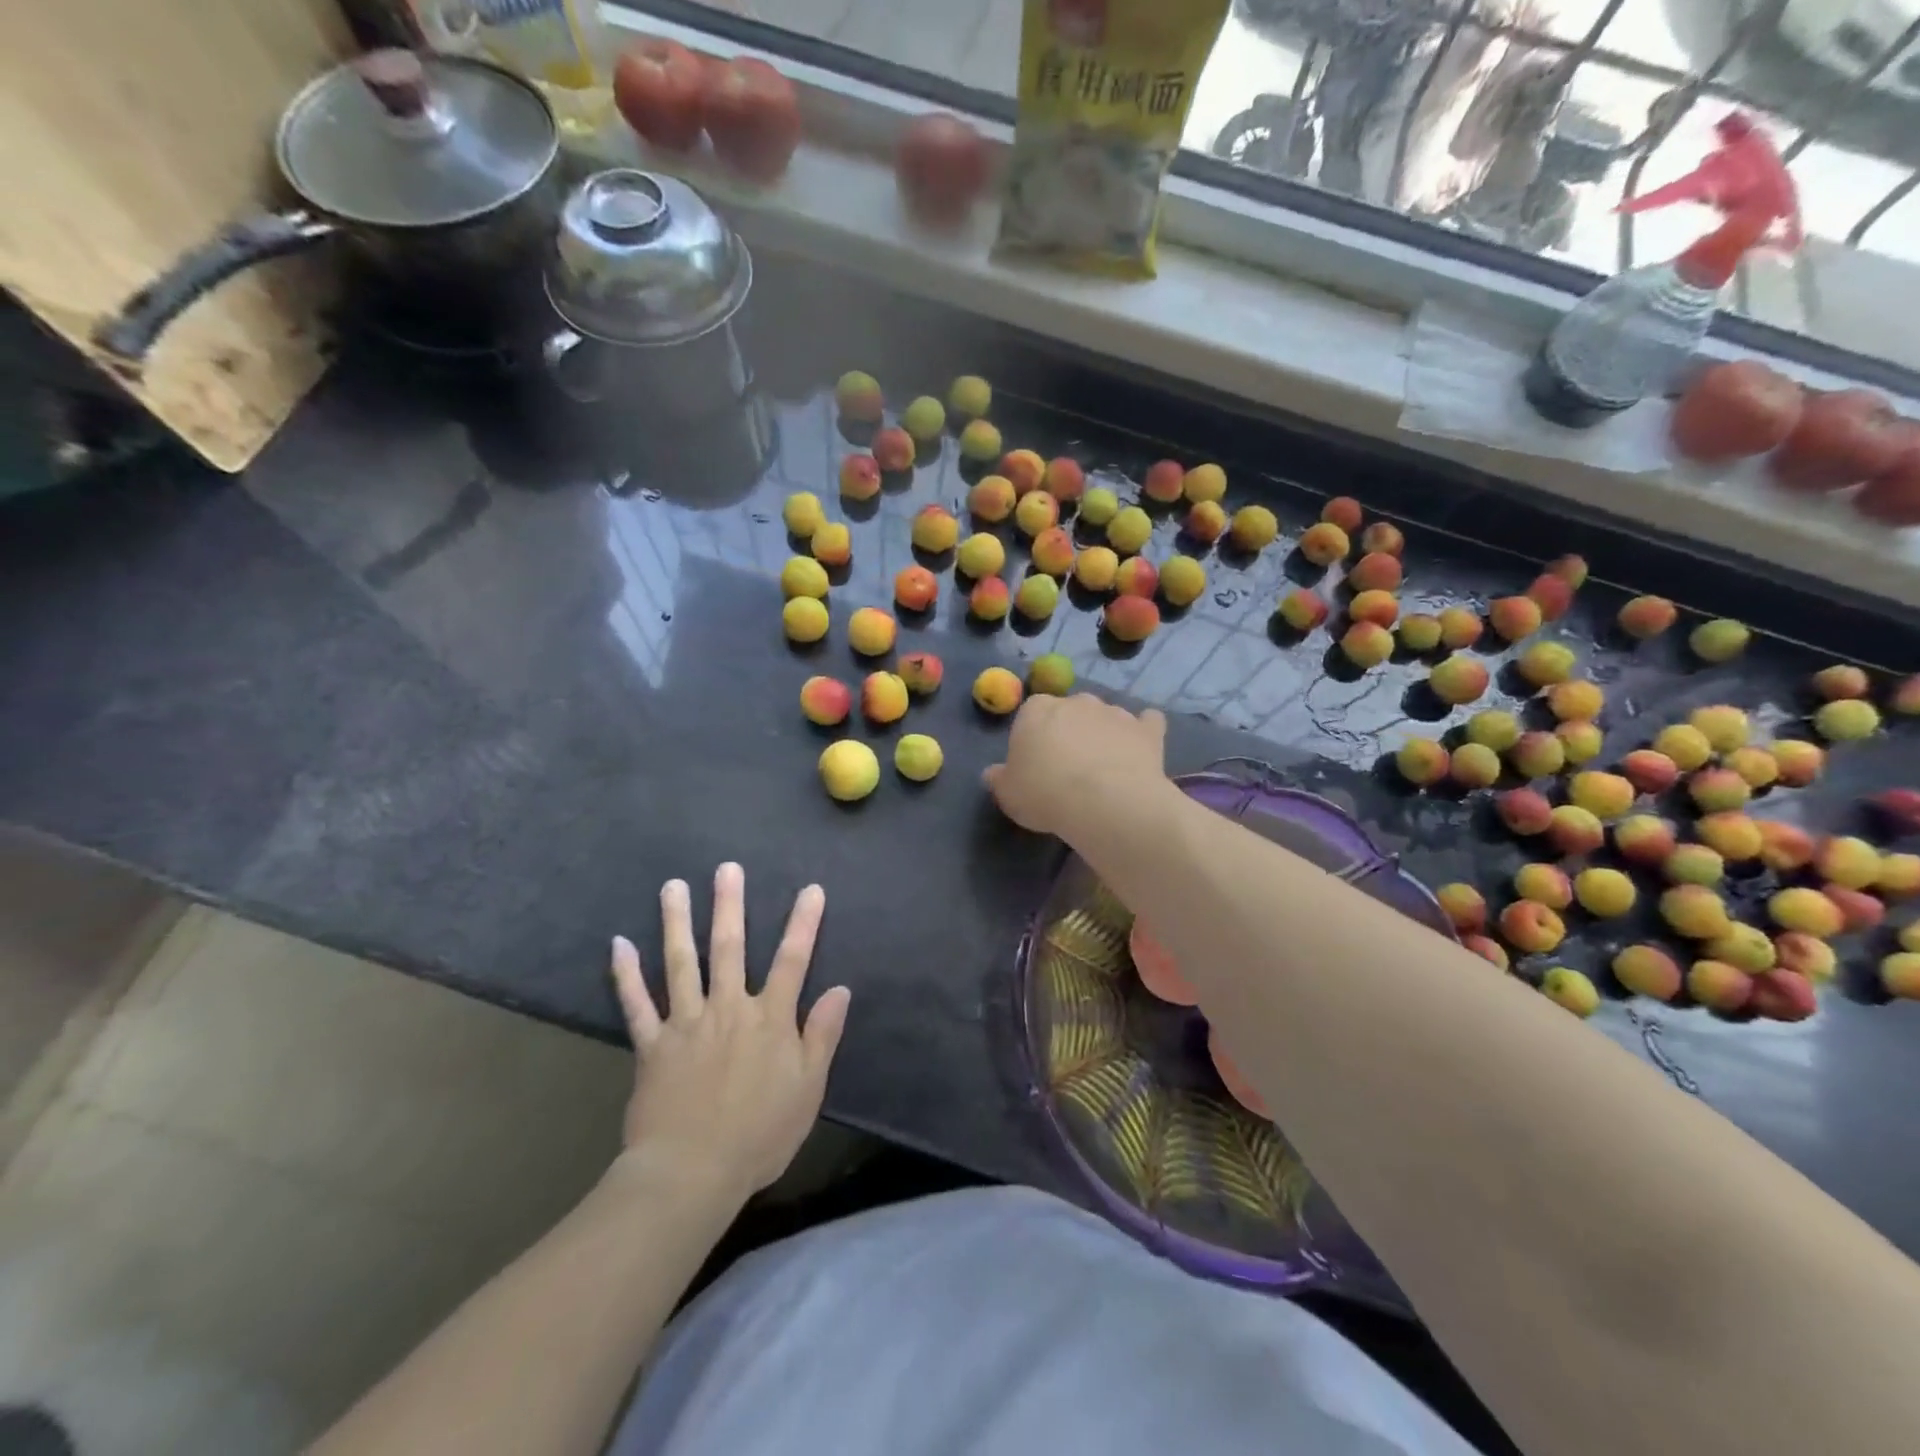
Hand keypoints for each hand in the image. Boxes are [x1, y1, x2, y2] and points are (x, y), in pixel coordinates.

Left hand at [609, 864, 849, 1199]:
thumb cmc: (760, 1133)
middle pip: (729, 948)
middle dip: (729, 905)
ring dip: (677, 922)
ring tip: (673, 886)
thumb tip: (840, 989)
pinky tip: (618, 944)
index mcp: (769, 1019)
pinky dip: (626, 975)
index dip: (803, 924)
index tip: (811, 889)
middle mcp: (728, 1009)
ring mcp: (686, 1024)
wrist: (692, 1173)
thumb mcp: (808, 1088)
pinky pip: (636, 1004)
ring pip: (681, 963)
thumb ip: (822, 1035)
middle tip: (726, 868)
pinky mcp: (652, 1045)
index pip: (792, 961)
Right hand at [983, 694, 1169, 839]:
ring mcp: (1114, 711)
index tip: (1035, 765)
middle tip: (1068, 769)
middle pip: (1069, 712)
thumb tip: (992, 773)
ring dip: (1103, 735)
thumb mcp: (1008, 794)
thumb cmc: (1045, 794)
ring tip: (1103, 770)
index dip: (1033, 739)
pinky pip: (1146, 723)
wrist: (1105, 801)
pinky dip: (1143, 733)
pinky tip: (1141, 751)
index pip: (1030, 715)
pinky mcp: (1146, 729)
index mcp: (1036, 710)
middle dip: (1069, 732)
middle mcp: (1076, 701)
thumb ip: (999, 779)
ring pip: (1105, 717)